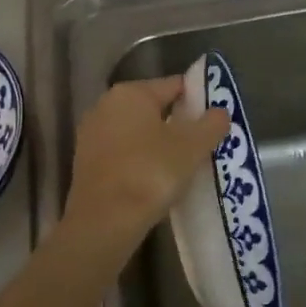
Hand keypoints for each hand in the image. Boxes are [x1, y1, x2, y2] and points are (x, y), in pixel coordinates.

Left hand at [64, 77, 228, 245]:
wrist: (104, 220)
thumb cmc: (150, 173)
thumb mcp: (192, 147)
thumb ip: (211, 124)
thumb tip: (220, 112)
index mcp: (130, 92)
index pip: (174, 86)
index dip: (198, 99)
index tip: (215, 121)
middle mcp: (105, 105)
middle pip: (153, 108)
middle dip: (178, 123)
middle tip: (203, 145)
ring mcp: (92, 134)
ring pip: (137, 132)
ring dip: (158, 144)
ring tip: (183, 165)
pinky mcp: (85, 162)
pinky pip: (123, 153)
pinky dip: (140, 160)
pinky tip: (155, 180)